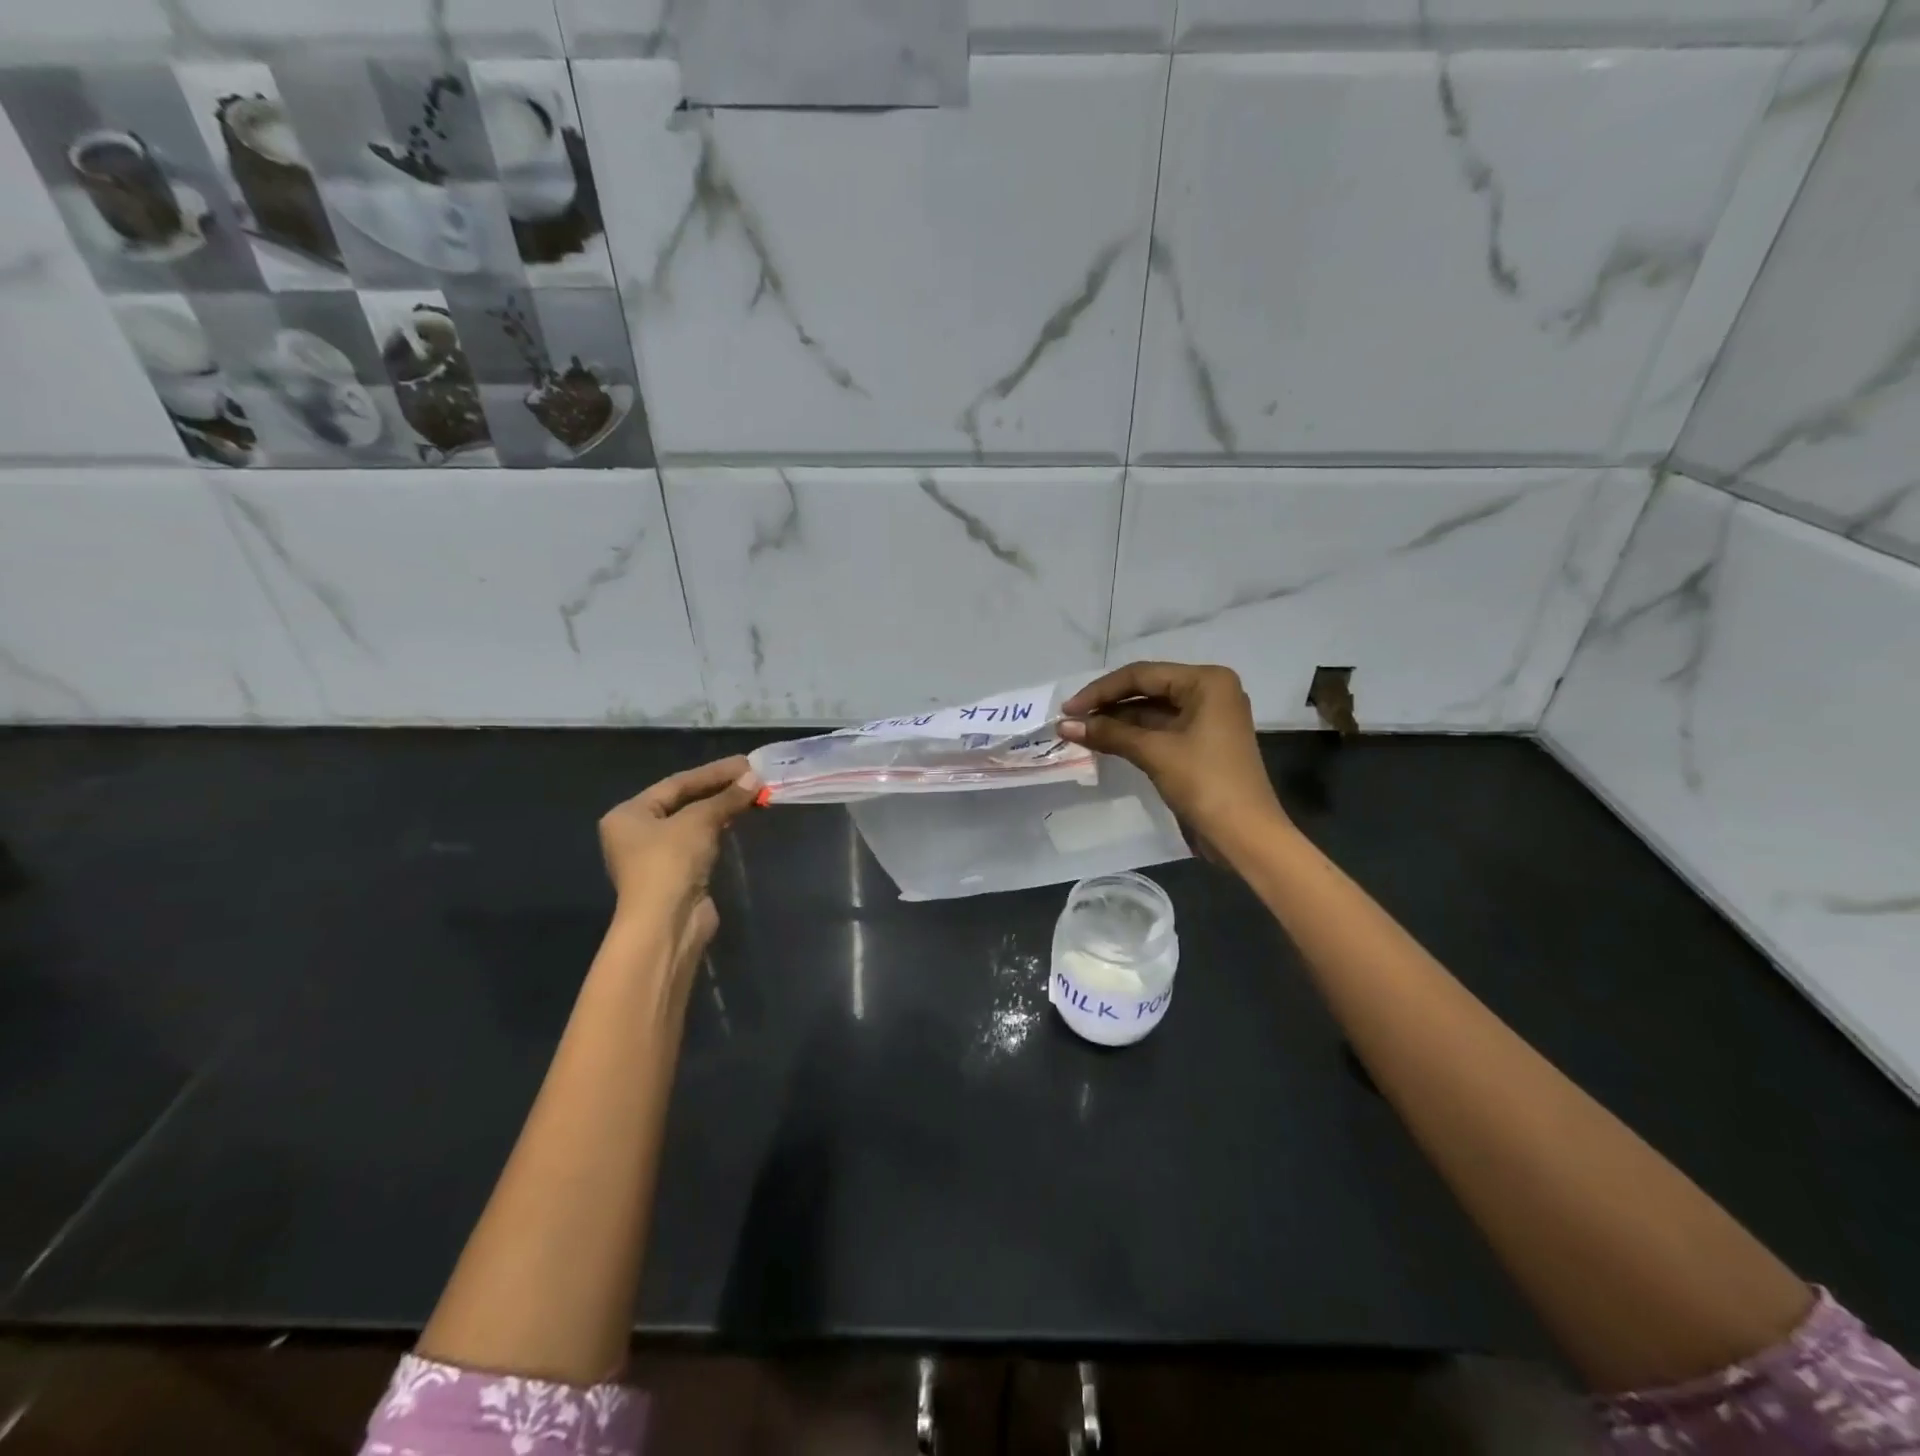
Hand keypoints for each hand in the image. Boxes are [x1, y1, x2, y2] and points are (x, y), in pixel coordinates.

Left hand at [598, 756, 759, 958]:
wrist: (666, 923)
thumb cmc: (670, 862)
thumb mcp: (699, 821)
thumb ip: (726, 798)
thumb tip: (754, 777)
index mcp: (629, 814)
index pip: (676, 783)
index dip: (713, 772)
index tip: (745, 763)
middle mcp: (636, 833)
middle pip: (683, 802)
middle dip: (718, 789)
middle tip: (752, 777)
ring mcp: (656, 856)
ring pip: (693, 823)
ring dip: (721, 809)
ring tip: (751, 794)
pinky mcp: (676, 875)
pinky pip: (699, 843)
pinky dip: (719, 830)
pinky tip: (738, 820)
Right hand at [1059, 662, 1286, 853]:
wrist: (1245, 835)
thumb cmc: (1205, 783)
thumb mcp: (1154, 753)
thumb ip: (1109, 733)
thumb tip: (1064, 725)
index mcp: (1207, 681)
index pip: (1142, 675)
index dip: (1101, 690)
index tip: (1067, 709)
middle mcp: (1209, 692)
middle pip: (1147, 689)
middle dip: (1107, 705)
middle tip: (1069, 720)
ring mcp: (1206, 719)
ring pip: (1151, 711)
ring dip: (1116, 722)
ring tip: (1078, 732)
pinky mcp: (1200, 744)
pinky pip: (1159, 730)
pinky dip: (1132, 736)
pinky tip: (1103, 742)